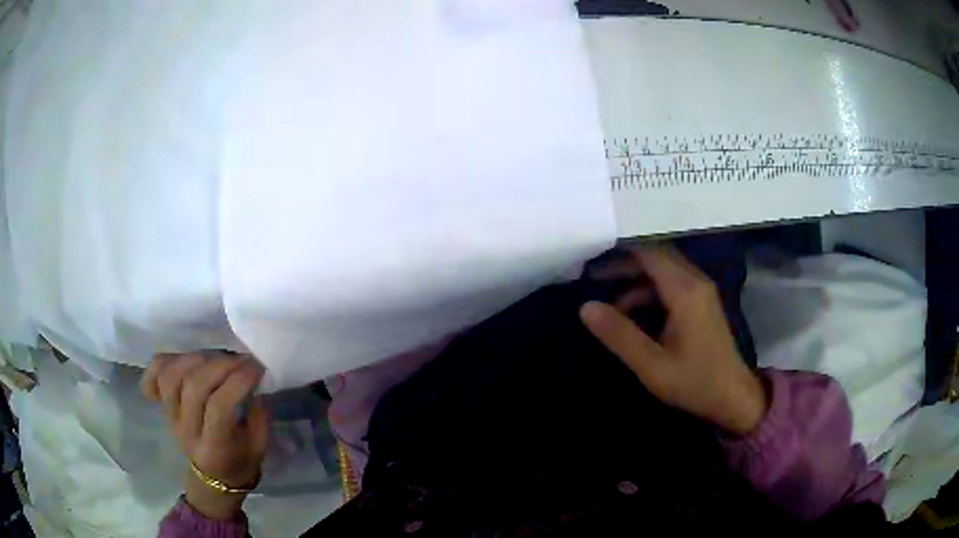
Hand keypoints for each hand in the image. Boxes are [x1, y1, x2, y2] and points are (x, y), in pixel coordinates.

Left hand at [142, 353, 268, 519]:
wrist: (212, 477)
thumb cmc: (240, 462)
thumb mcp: (259, 448)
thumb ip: (259, 416)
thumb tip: (254, 381)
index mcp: (214, 449)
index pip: (219, 407)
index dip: (238, 381)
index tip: (257, 367)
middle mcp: (187, 432)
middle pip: (194, 386)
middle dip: (220, 365)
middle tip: (241, 358)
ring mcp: (170, 417)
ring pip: (172, 376)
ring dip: (196, 359)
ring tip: (216, 357)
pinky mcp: (162, 405)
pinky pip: (155, 375)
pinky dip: (163, 361)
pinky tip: (182, 359)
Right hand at [580, 247, 766, 435]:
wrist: (733, 397)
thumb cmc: (694, 382)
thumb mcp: (651, 365)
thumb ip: (619, 335)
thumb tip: (586, 307)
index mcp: (685, 291)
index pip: (649, 253)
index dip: (619, 251)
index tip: (592, 257)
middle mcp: (695, 282)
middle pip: (657, 257)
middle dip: (625, 264)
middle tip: (594, 277)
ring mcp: (702, 291)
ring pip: (664, 271)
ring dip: (637, 281)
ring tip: (609, 302)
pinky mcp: (703, 303)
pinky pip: (673, 285)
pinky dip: (650, 292)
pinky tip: (635, 315)